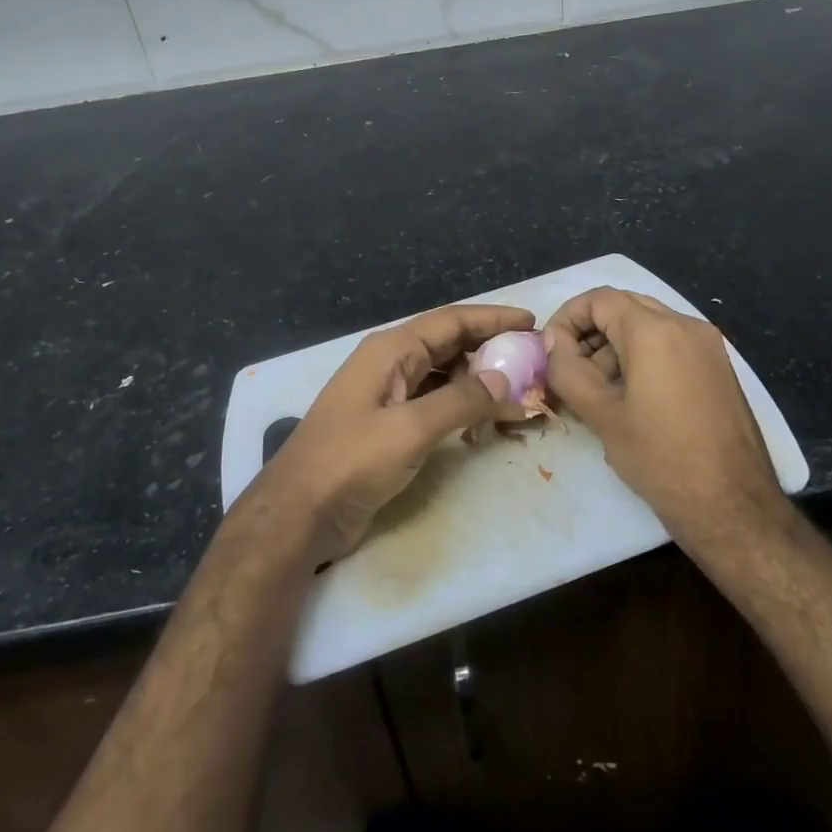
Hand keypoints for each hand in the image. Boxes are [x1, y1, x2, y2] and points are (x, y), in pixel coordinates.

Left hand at [260, 304, 531, 561]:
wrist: (298, 513)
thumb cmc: (351, 461)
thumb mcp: (410, 428)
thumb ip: (461, 401)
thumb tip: (505, 379)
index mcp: (391, 350)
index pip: (452, 321)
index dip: (493, 318)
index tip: (532, 322)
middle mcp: (390, 364)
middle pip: (449, 345)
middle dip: (491, 349)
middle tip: (533, 361)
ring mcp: (388, 395)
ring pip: (444, 375)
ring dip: (479, 381)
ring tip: (519, 392)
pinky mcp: (389, 426)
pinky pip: (434, 404)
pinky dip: (462, 407)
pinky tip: (486, 420)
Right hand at [544, 288, 787, 539]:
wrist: (734, 507)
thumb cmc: (660, 458)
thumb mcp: (602, 414)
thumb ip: (567, 369)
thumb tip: (551, 342)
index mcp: (655, 330)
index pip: (599, 299)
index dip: (567, 318)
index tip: (551, 350)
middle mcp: (686, 325)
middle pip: (625, 307)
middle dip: (590, 332)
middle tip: (570, 370)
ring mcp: (708, 346)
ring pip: (649, 326)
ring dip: (615, 346)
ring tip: (597, 391)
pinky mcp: (719, 368)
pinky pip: (671, 345)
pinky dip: (643, 357)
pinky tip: (631, 398)